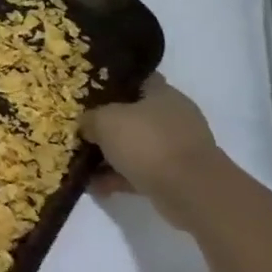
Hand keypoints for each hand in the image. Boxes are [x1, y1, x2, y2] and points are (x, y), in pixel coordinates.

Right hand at [82, 74, 222, 203]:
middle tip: (81, 131)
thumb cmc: (147, 142)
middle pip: (132, 116)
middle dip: (106, 126)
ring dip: (110, 156)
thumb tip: (86, 125)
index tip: (85, 93)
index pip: (135, 80)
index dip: (109, 84)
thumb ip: (90, 118)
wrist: (190, 191)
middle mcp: (173, 117)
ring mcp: (176, 148)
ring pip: (135, 146)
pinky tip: (96, 186)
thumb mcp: (104, 121)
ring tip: (82, 164)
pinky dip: (119, 178)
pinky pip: (140, 172)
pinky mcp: (176, 176)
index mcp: (162, 94)